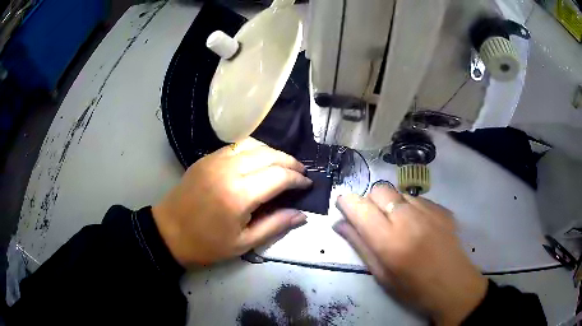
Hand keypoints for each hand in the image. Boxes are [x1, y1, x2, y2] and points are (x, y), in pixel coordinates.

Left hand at [152, 138, 311, 266]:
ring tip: (283, 165)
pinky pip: (236, 145)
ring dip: (273, 152)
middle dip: (290, 162)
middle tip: (300, 173)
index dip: (297, 178)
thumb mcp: (244, 243)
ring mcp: (215, 160)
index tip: (307, 184)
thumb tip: (302, 215)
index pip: (279, 176)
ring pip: (254, 144)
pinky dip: (254, 149)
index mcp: (239, 195)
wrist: (169, 232)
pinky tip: (258, 160)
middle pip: (269, 154)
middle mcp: (229, 170)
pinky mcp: (206, 158)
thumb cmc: (207, 244)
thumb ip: (276, 225)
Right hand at [334, 183, 487, 325]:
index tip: (344, 208)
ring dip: (391, 204)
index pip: (360, 207)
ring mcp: (429, 210)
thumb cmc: (414, 289)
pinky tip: (417, 226)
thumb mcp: (382, 275)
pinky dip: (410, 207)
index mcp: (389, 241)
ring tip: (398, 225)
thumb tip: (340, 224)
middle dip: (370, 201)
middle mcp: (408, 218)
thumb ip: (360, 246)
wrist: (454, 286)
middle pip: (379, 190)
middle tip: (373, 221)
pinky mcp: (442, 209)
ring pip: (398, 192)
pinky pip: (418, 198)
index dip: (347, 203)